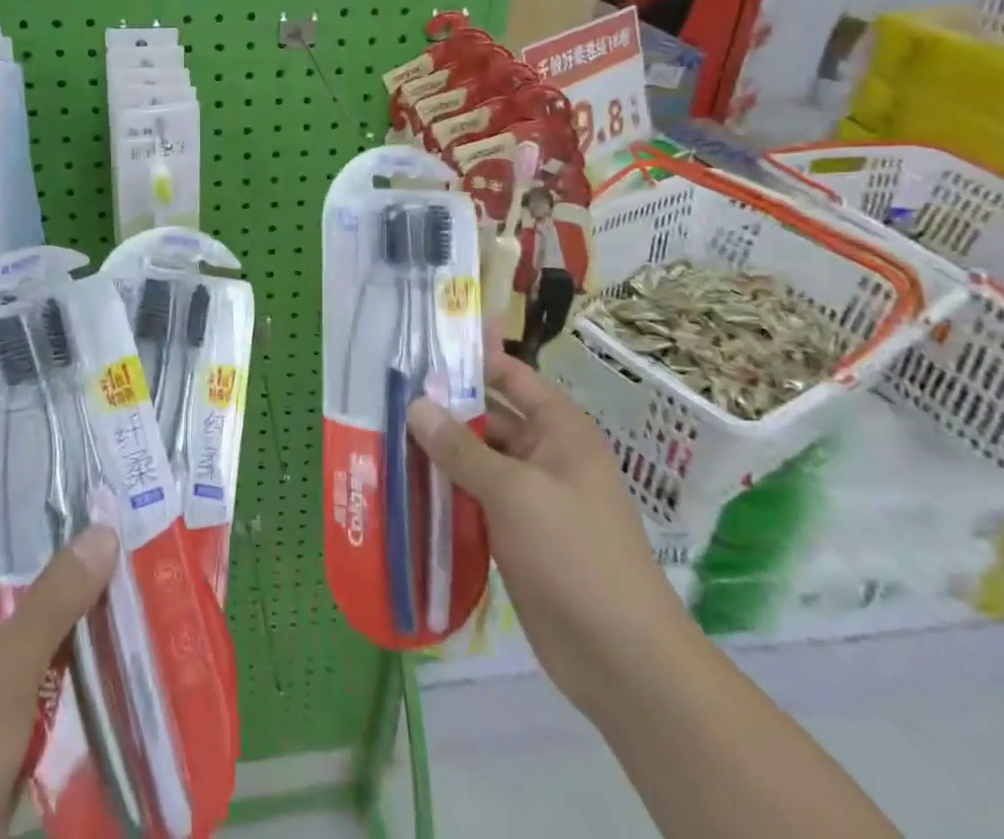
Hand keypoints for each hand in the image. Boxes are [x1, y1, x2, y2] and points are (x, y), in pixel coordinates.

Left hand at [0, 522, 118, 838]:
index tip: (88, 483)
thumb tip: (104, 528)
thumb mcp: (8, 664)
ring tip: (136, 573)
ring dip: (77, 608)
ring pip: (35, 623)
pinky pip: (41, 670)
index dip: (34, 500)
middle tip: (128, 526)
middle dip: (70, 555)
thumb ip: (56, 596)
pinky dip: (73, 657)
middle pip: (21, 574)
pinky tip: (118, 644)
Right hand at [407, 359, 697, 719]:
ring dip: (437, 452)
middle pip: (486, 417)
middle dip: (441, 408)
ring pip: (475, 459)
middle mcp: (545, 454)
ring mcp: (530, 496)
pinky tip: (404, 486)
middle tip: (384, 396)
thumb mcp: (514, 491)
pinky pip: (474, 498)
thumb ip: (460, 447)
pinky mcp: (515, 533)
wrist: (621, 658)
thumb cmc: (574, 554)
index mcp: (559, 429)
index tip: (418, 346)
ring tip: (382, 435)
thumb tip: (415, 405)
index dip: (470, 358)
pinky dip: (444, 491)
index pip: (509, 375)